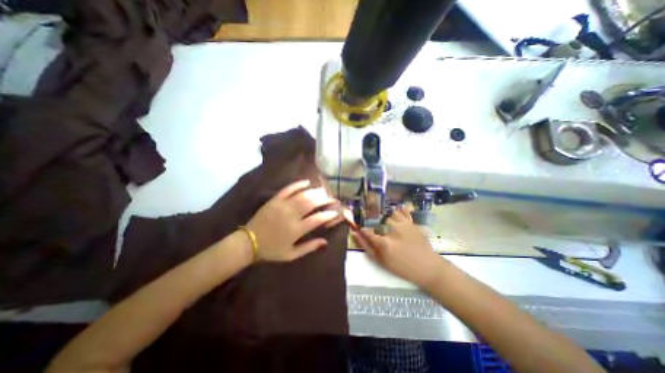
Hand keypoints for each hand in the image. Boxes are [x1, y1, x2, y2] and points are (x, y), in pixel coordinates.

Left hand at [244, 179, 342, 261]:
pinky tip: (307, 182)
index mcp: (296, 230)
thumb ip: (309, 247)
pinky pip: (288, 189)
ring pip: (302, 195)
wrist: (248, 243)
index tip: (335, 212)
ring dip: (315, 191)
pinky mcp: (274, 200)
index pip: (317, 219)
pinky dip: (298, 184)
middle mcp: (291, 215)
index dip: (328, 214)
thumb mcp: (291, 255)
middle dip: (324, 199)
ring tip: (323, 190)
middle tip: (331, 198)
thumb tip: (325, 242)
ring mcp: (282, 205)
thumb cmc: (271, 250)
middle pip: (312, 203)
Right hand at [353, 207, 445, 288]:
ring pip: (389, 214)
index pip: (367, 231)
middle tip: (381, 233)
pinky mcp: (412, 222)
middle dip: (377, 226)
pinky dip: (399, 212)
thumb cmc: (402, 267)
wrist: (428, 267)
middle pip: (378, 221)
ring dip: (388, 219)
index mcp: (384, 242)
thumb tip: (355, 233)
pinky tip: (398, 217)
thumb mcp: (381, 261)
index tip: (363, 230)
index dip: (363, 230)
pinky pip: (403, 211)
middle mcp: (392, 230)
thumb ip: (366, 247)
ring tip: (390, 226)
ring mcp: (404, 224)